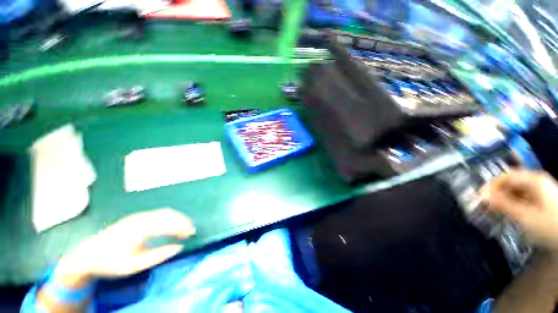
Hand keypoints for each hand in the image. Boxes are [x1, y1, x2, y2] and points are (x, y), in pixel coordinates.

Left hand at [55, 208, 194, 286]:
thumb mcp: (134, 265)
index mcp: (140, 229)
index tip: (191, 234)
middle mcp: (141, 218)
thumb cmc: (111, 262)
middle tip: (191, 230)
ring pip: (164, 212)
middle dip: (183, 221)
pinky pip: (158, 213)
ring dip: (177, 218)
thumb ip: (158, 255)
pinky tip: (171, 224)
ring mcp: (138, 216)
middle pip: (169, 214)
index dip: (183, 227)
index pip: (169, 223)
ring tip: (184, 227)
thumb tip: (179, 247)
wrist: (88, 255)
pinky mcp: (136, 217)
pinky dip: (169, 217)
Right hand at [486, 170, 557, 249]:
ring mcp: (542, 189)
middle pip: (511, 182)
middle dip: (497, 193)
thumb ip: (504, 204)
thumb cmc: (550, 225)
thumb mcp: (526, 217)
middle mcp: (537, 180)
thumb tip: (482, 196)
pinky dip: (514, 203)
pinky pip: (524, 196)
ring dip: (504, 199)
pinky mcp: (544, 198)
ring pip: (517, 190)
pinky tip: (511, 213)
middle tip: (486, 207)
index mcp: (533, 180)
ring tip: (496, 211)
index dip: (490, 186)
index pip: (505, 176)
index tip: (480, 199)